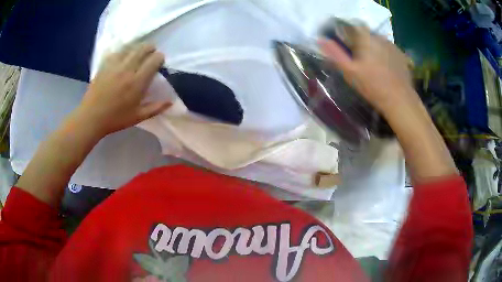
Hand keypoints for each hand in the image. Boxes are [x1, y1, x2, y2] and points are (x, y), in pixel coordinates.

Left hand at [76, 43, 170, 136]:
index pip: (154, 60)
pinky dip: (123, 51)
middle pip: (143, 48)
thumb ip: (155, 108)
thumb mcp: (138, 117)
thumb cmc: (115, 119)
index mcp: (137, 82)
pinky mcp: (105, 65)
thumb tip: (171, 101)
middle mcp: (127, 69)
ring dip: (137, 48)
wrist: (91, 117)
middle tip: (150, 54)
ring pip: (131, 47)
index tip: (159, 63)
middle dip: (150, 48)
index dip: (160, 58)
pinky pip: (117, 51)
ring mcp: (115, 65)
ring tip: (137, 53)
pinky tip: (123, 56)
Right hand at [319, 26, 415, 115]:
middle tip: (359, 62)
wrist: (400, 100)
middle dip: (359, 44)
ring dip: (372, 49)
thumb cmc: (373, 86)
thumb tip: (320, 39)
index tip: (345, 50)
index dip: (345, 37)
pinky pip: (387, 50)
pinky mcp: (401, 55)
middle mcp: (379, 37)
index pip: (350, 28)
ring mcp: (392, 45)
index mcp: (365, 38)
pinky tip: (385, 69)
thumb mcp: (349, 71)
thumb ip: (335, 53)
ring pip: (376, 42)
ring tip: (373, 67)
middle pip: (364, 35)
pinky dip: (384, 55)